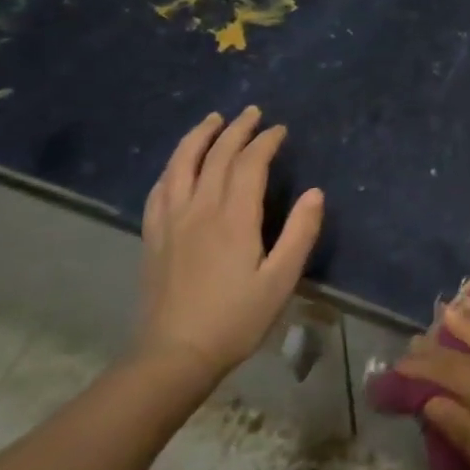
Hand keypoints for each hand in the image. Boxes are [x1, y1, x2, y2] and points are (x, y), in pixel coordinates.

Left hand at [136, 108, 323, 388]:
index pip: (249, 164)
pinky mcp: (153, 237)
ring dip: (198, 137)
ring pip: (181, 165)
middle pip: (216, 157)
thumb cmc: (235, 319)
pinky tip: (178, 164)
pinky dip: (173, 166)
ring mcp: (171, 221)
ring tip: (212, 120)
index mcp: (233, 218)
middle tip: (252, 112)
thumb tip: (315, 192)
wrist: (173, 356)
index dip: (265, 142)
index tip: (279, 129)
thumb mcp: (281, 280)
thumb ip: (300, 233)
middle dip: (236, 129)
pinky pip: (160, 189)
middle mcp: (199, 210)